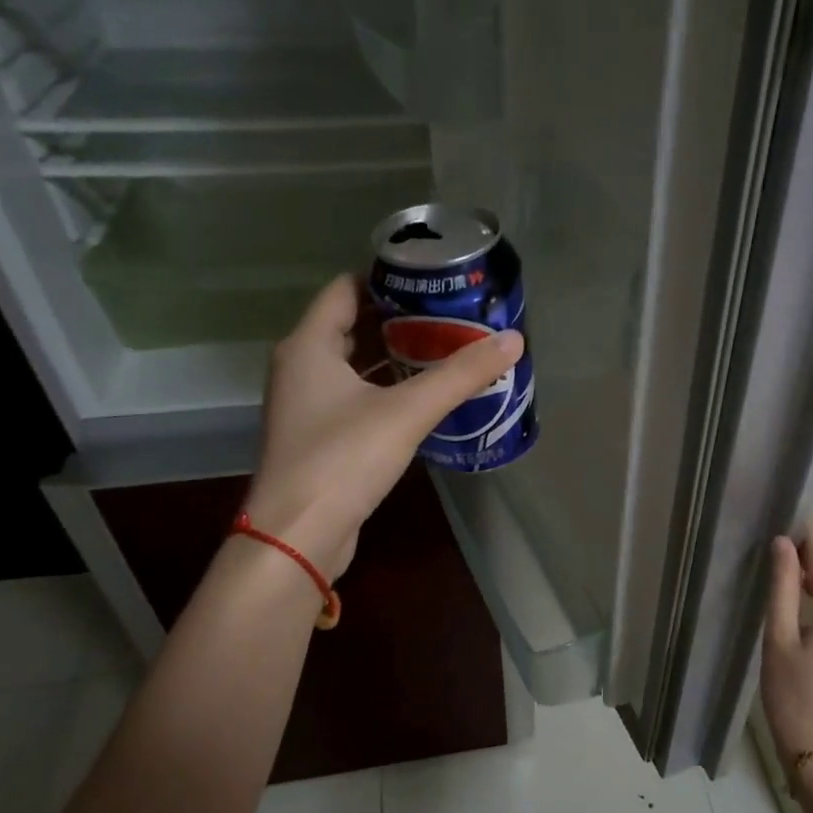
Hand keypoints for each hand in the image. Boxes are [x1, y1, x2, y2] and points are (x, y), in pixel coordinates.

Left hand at [244, 275, 523, 575]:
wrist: (299, 536)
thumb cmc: (342, 460)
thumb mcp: (407, 412)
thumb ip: (460, 375)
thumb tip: (513, 340)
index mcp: (309, 346)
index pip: (345, 288)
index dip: (386, 276)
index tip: (432, 277)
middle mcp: (301, 368)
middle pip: (351, 325)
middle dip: (399, 318)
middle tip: (450, 314)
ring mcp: (307, 406)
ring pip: (355, 366)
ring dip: (395, 357)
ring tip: (446, 349)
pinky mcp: (320, 438)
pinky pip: (356, 398)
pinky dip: (387, 390)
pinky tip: (424, 398)